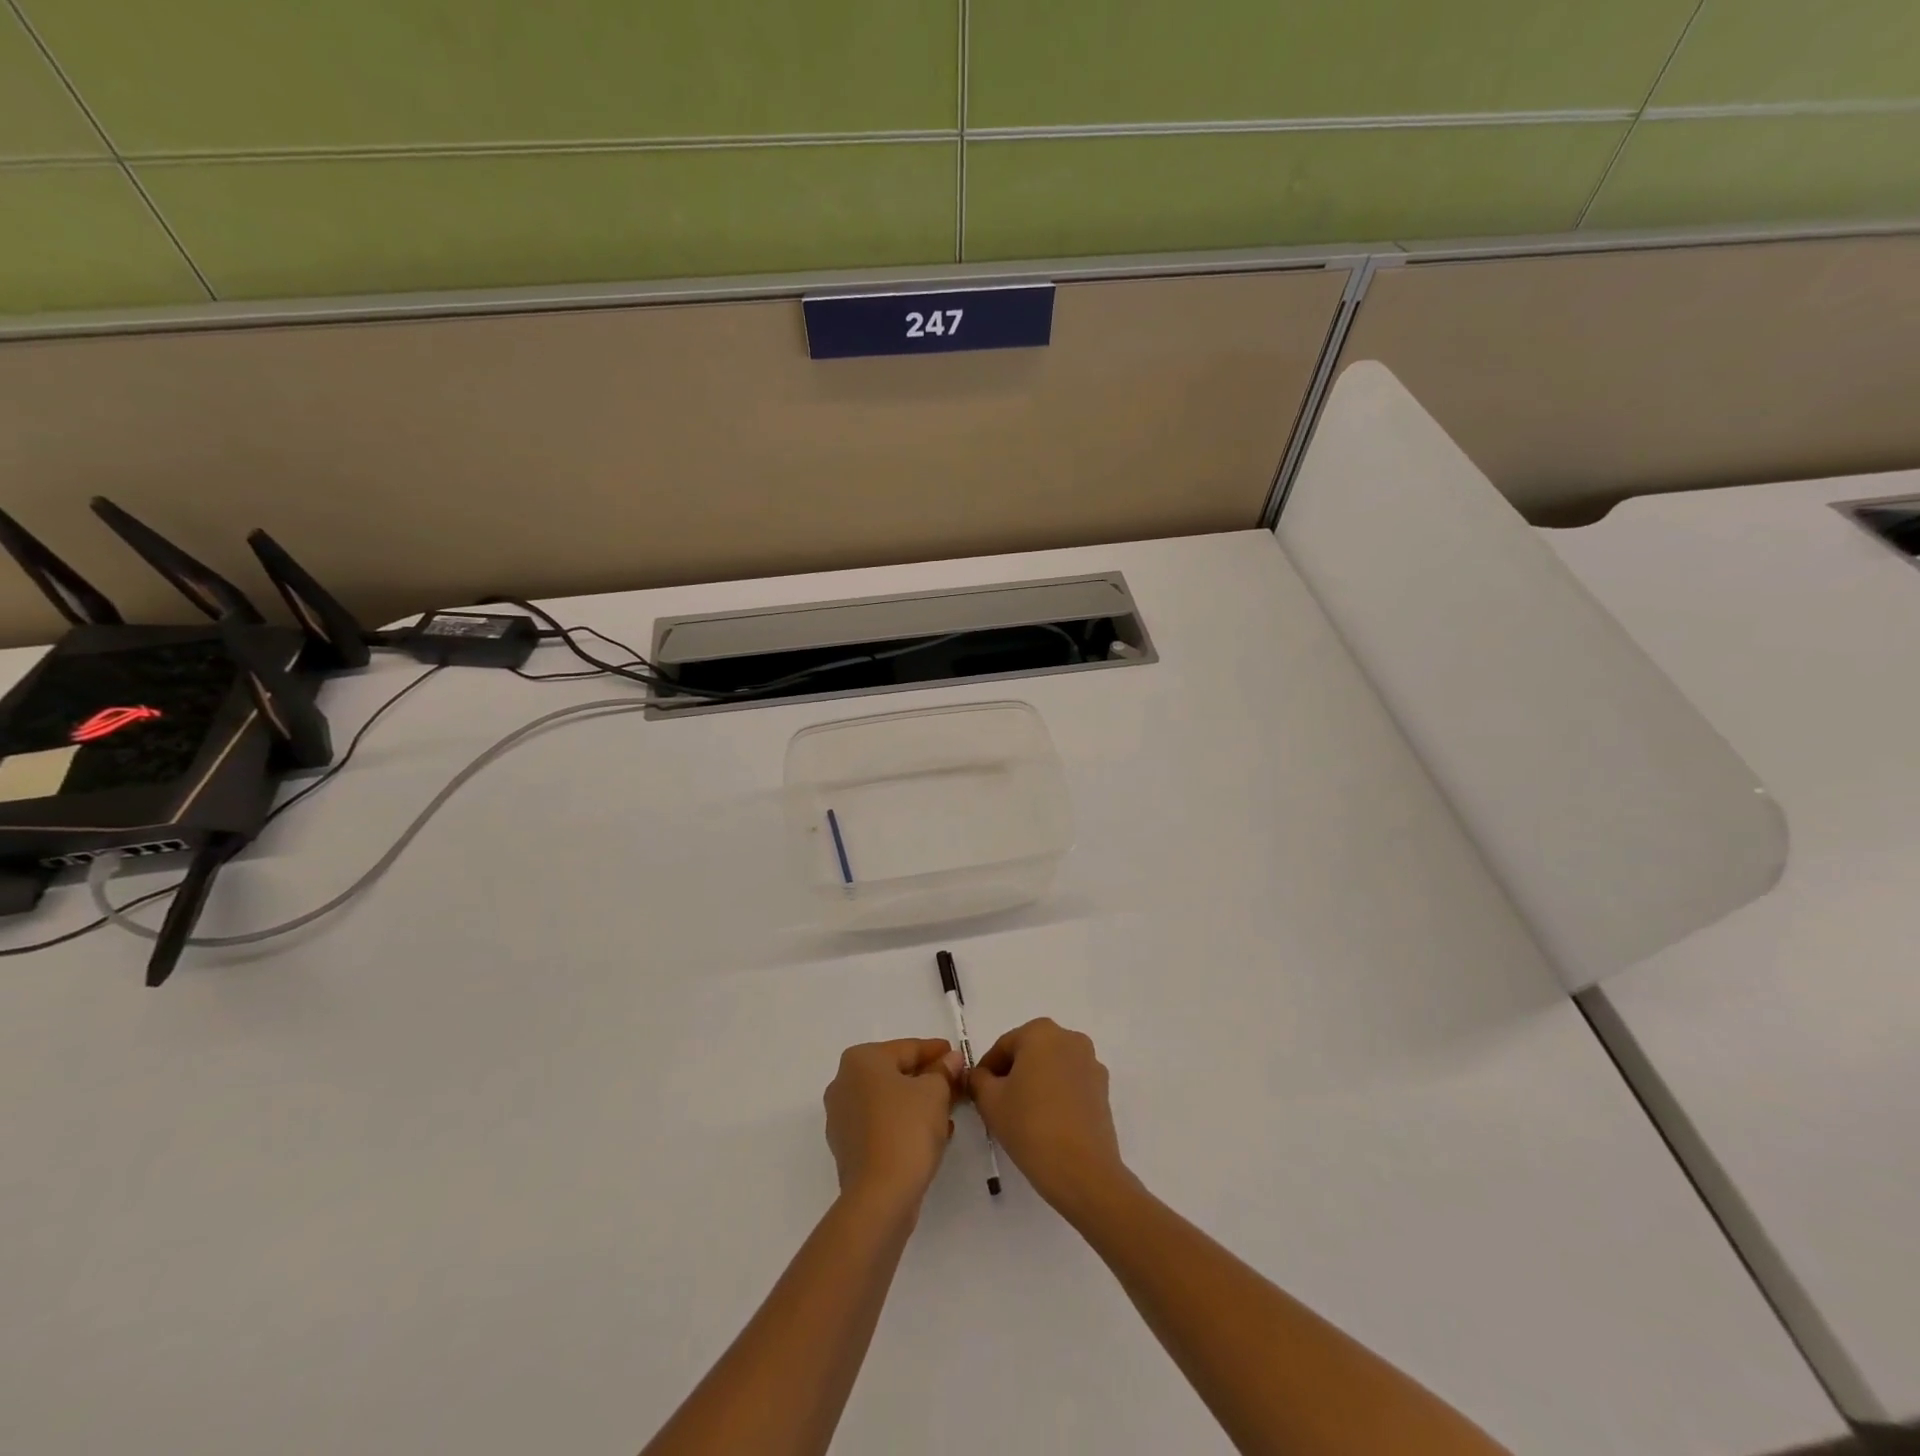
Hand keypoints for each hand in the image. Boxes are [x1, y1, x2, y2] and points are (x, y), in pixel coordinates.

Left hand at [823, 1039, 963, 1207]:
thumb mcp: (935, 1092)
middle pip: (895, 1074)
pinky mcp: (848, 1147)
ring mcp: (842, 1117)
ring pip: (889, 1101)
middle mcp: (844, 1082)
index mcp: (861, 1060)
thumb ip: (943, 1071)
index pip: (907, 1048)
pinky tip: (930, 1134)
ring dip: (918, 1104)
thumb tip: (951, 1060)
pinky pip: (881, 1124)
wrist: (879, 1196)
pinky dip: (904, 1124)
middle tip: (956, 1084)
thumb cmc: (907, 1129)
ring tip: (948, 1111)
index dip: (936, 1051)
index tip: (957, 1056)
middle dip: (927, 1079)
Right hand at [968, 1019, 1129, 1217]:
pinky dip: (1056, 1094)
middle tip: (997, 1102)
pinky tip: (1046, 1121)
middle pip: (1030, 1052)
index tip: (977, 1092)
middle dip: (1012, 1073)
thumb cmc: (1030, 1126)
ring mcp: (1091, 1063)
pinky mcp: (1103, 1089)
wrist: (1082, 1170)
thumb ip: (978, 1080)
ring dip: (1035, 1082)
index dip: (986, 1070)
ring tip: (1022, 1114)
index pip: (1003, 1046)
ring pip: (1052, 1067)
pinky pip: (1071, 1083)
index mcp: (1041, 1032)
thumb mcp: (990, 1101)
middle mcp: (1070, 1038)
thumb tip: (978, 1076)